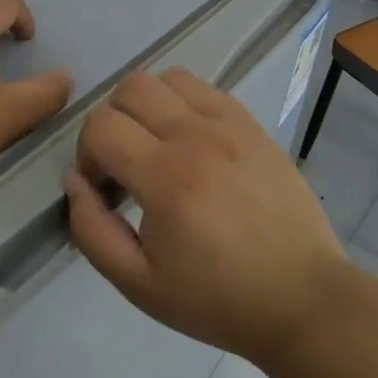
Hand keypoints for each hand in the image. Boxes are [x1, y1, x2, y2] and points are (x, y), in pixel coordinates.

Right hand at [64, 67, 349, 365]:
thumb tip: (75, 181)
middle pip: (130, 88)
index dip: (87, 153)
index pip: (101, 125)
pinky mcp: (252, 124)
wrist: (302, 299)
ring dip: (148, 105)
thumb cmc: (217, 299)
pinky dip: (183, 103)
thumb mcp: (139, 284)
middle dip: (112, 122)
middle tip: (125, 164)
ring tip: (157, 145)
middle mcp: (196, 137)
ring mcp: (229, 124)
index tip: (103, 187)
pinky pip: (204, 88)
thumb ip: (92, 231)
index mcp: (165, 178)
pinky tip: (191, 141)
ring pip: (167, 78)